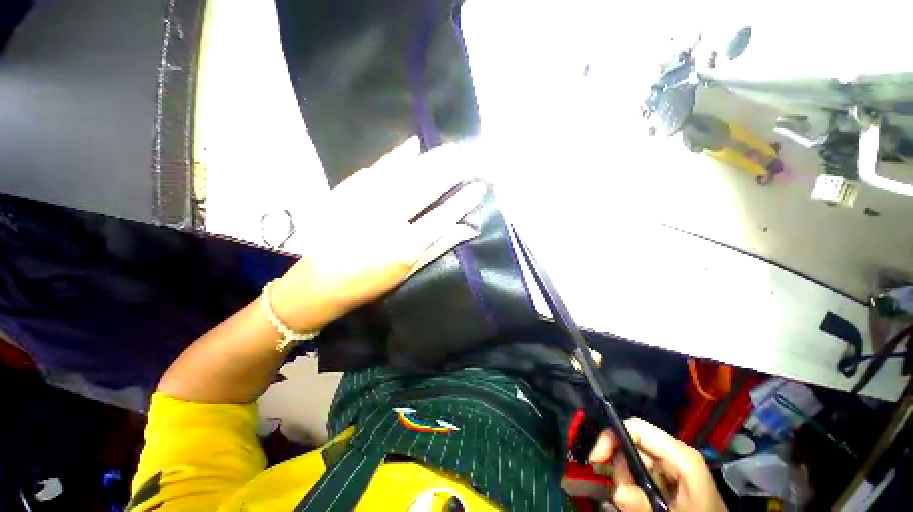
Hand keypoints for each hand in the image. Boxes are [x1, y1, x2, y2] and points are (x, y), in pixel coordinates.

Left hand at [271, 139, 485, 331]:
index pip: (443, 216)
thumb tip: (469, 229)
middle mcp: (388, 219)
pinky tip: (413, 145)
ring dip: (431, 159)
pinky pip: (378, 168)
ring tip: (451, 149)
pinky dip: (397, 155)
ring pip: (405, 173)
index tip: (479, 186)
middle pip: (426, 187)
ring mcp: (366, 201)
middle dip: (452, 169)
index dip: (463, 200)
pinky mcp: (348, 191)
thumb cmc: (370, 282)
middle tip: (470, 155)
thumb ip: (439, 247)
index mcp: (406, 246)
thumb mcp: (409, 271)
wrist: (320, 281)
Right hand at [588, 418, 725, 511]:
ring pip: (632, 461)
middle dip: (619, 469)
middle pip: (631, 445)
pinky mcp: (668, 476)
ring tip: (633, 504)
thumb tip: (617, 491)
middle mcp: (673, 453)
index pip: (636, 428)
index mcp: (679, 455)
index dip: (611, 437)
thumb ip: (643, 503)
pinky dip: (632, 487)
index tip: (595, 460)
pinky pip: (640, 473)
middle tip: (620, 496)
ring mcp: (671, 464)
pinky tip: (637, 502)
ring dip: (624, 482)